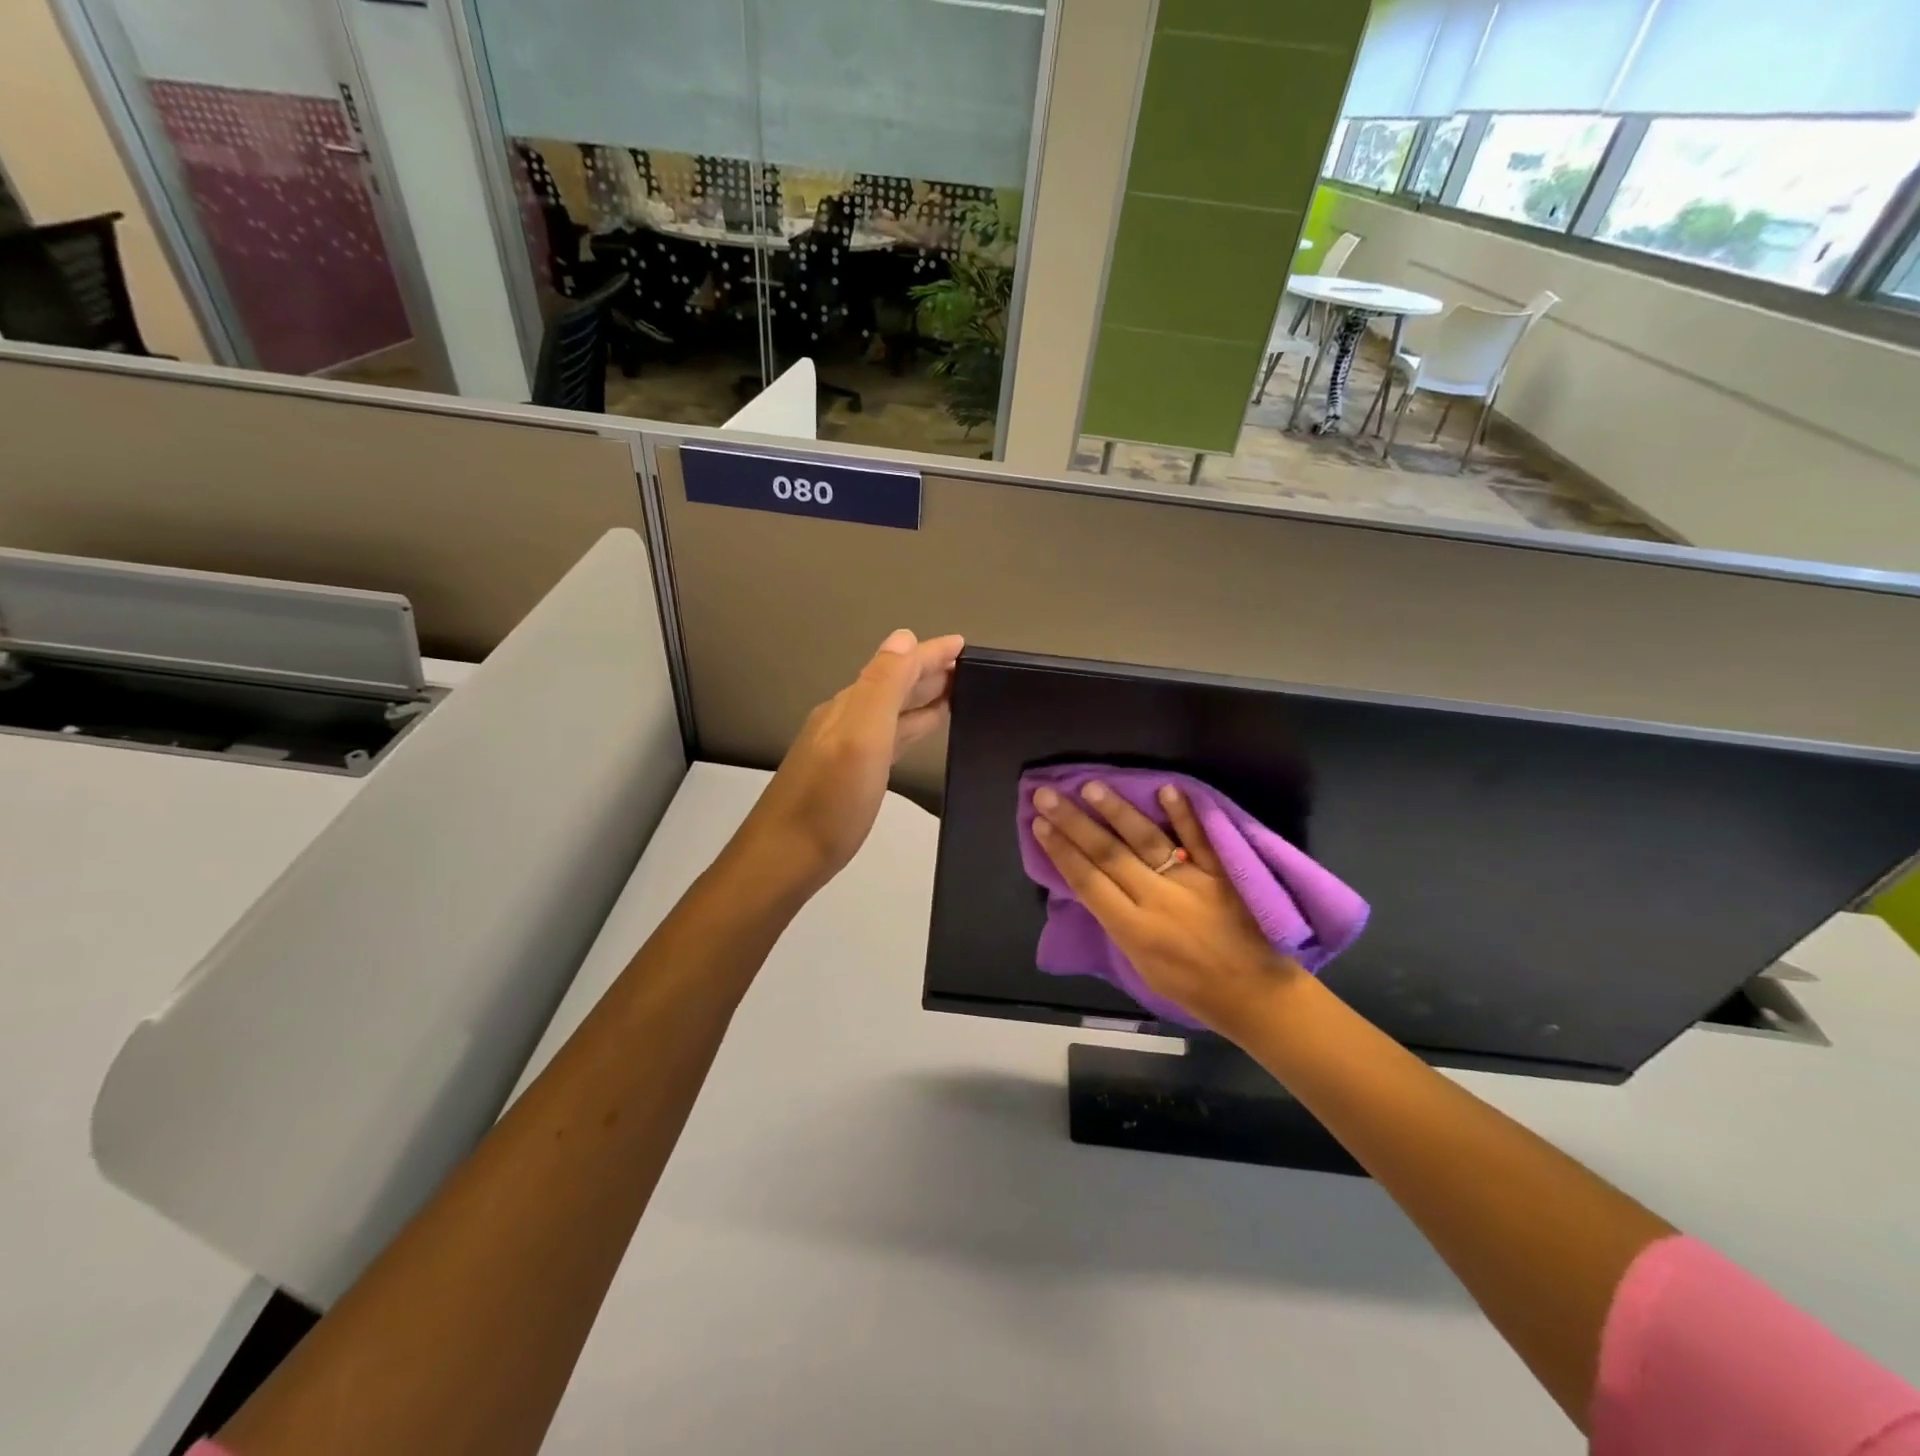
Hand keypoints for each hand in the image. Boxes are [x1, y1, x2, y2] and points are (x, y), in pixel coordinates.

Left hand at [739, 629, 963, 892]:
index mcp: (851, 705)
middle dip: (929, 671)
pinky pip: (888, 737)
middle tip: (969, 668)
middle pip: (894, 684)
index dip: (931, 654)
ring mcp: (845, 748)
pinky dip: (909, 726)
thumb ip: (883, 686)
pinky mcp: (849, 775)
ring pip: (892, 711)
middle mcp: (846, 719)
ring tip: (954, 694)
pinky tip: (918, 733)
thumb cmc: (829, 801)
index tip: (966, 644)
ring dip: (921, 698)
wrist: (784, 858)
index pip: (898, 666)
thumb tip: (905, 636)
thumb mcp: (860, 736)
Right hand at [1030, 780, 1303, 1036]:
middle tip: (1047, 794)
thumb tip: (1095, 886)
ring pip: (1147, 841)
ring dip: (1117, 811)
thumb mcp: (1141, 967)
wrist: (1257, 996)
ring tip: (1091, 786)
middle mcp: (1157, 901)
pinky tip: (1166, 789)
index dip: (1061, 851)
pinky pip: (1201, 840)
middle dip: (1074, 822)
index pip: (1088, 882)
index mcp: (1133, 930)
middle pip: (1108, 854)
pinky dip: (1185, 815)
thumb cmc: (1193, 989)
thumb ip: (1119, 925)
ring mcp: (1192, 883)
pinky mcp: (1224, 874)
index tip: (1039, 824)